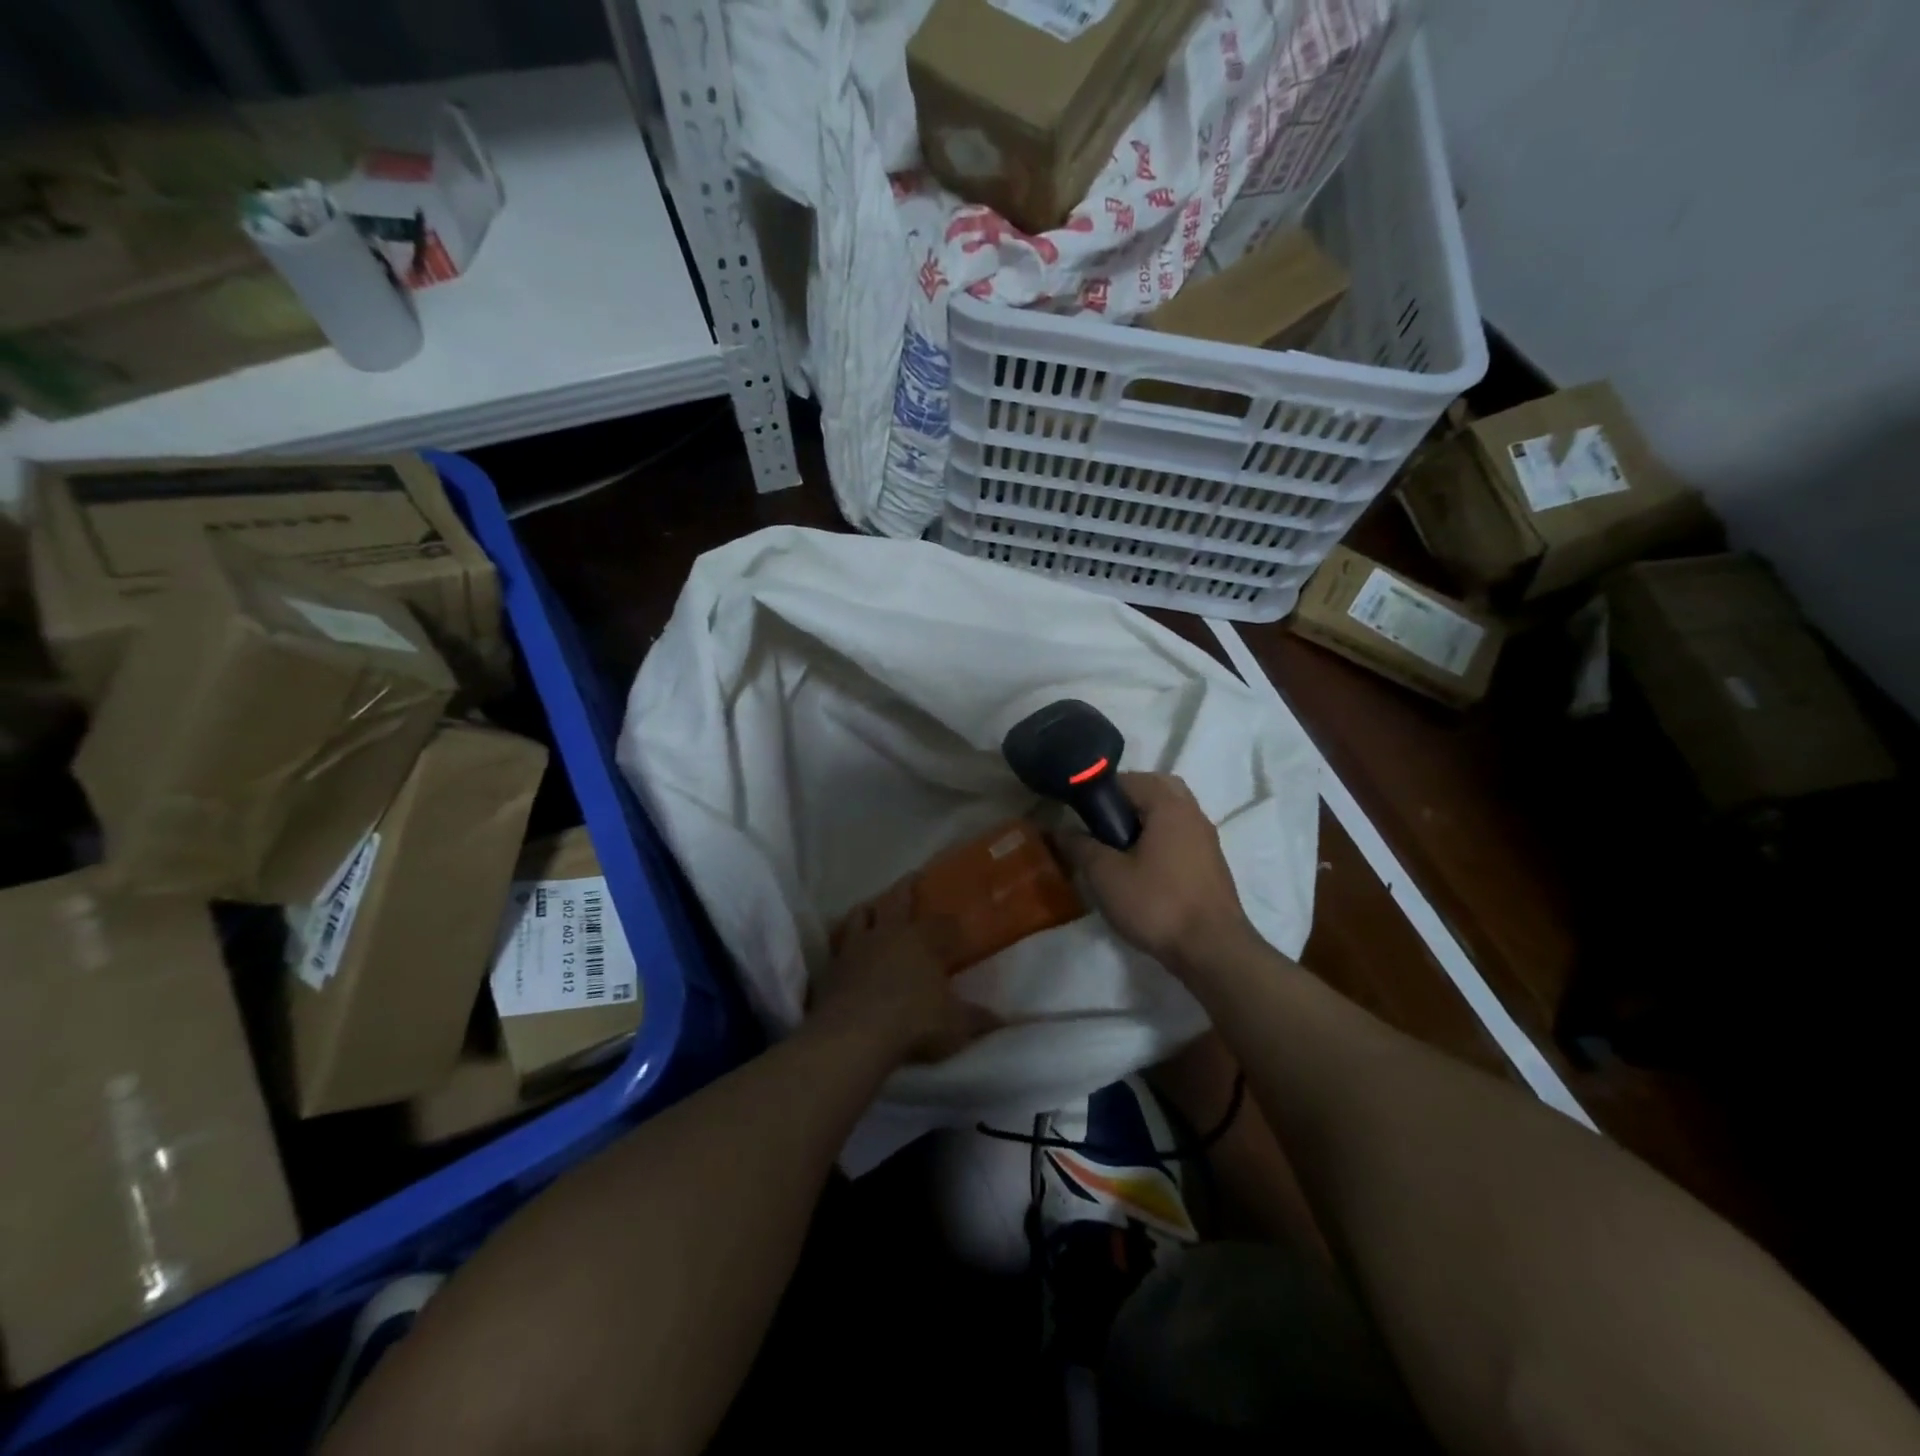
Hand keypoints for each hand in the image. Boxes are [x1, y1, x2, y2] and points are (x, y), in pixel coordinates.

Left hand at [810, 884, 997, 1065]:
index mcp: (923, 940)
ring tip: (873, 908)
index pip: (943, 923)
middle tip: (912, 876)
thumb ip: (978, 1019)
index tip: (957, 924)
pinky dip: (843, 941)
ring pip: (861, 914)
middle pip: (898, 900)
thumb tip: (1004, 1020)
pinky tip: (845, 947)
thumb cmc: (914, 1023)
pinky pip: (837, 943)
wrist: (854, 1034)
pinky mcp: (832, 964)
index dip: (951, 922)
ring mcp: (856, 945)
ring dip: (869, 909)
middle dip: (907, 887)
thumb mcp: (955, 1026)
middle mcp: (889, 933)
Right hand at [1055, 772, 1259, 975]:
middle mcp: (1192, 813)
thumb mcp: (1106, 875)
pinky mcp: (1211, 864)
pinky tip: (1141, 869)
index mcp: (1169, 805)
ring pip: (1170, 813)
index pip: (1128, 779)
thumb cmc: (1157, 904)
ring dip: (1143, 821)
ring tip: (1117, 849)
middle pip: (1155, 789)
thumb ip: (1080, 846)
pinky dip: (1159, 839)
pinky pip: (1180, 835)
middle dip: (1125, 801)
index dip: (1098, 792)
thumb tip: (1058, 828)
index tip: (1078, 813)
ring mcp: (1206, 839)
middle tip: (1100, 826)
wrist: (1213, 951)